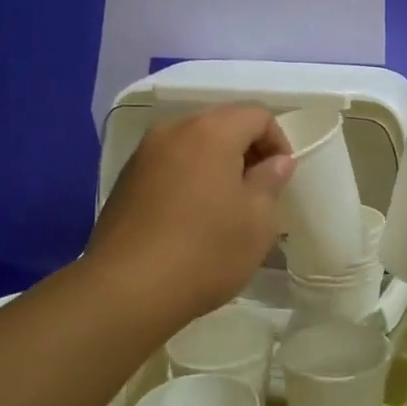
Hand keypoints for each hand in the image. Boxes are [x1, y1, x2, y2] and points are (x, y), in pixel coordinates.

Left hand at [87, 103, 294, 321]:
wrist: (127, 290)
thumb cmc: (205, 251)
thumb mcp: (257, 221)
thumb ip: (270, 181)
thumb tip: (276, 161)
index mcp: (211, 132)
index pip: (257, 115)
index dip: (277, 141)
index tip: (281, 178)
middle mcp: (174, 131)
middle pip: (221, 122)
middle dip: (245, 149)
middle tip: (257, 190)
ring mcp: (144, 154)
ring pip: (192, 143)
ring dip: (215, 163)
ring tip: (224, 205)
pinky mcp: (125, 180)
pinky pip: (168, 164)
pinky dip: (188, 177)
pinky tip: (191, 217)